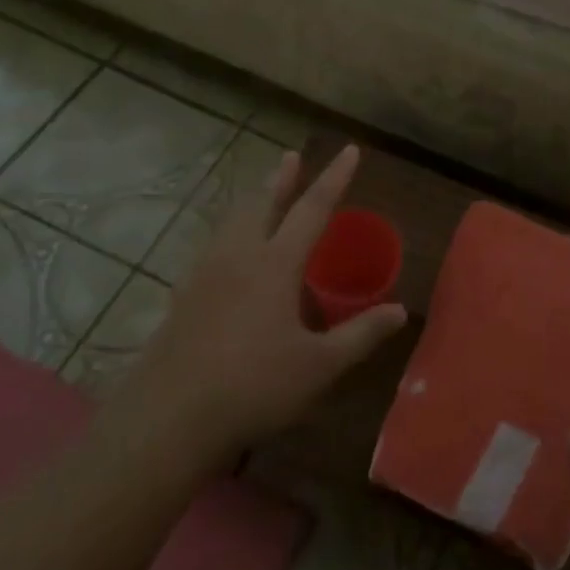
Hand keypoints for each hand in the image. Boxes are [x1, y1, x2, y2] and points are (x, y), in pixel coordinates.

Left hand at [105, 145, 405, 465]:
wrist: (167, 419)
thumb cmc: (253, 387)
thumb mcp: (319, 366)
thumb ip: (361, 334)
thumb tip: (401, 311)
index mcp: (274, 263)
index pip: (312, 208)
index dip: (334, 178)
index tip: (350, 150)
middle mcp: (238, 256)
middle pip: (262, 203)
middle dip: (281, 178)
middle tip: (291, 157)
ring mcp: (204, 274)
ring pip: (232, 221)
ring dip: (252, 200)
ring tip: (260, 194)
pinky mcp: (182, 296)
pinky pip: (211, 245)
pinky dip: (229, 231)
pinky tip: (226, 250)